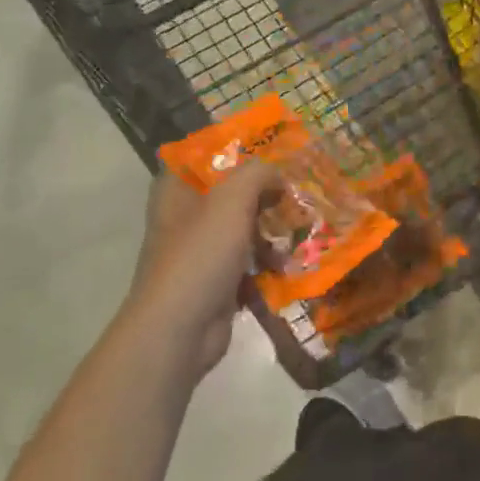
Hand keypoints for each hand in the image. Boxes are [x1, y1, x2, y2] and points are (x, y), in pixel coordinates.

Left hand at [131, 164, 281, 375]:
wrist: (179, 331)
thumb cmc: (200, 254)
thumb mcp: (232, 199)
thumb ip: (258, 174)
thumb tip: (278, 176)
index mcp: (176, 191)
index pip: (204, 156)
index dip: (236, 149)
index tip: (271, 149)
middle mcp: (185, 217)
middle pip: (231, 192)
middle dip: (266, 192)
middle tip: (297, 189)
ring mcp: (200, 252)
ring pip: (244, 227)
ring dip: (272, 229)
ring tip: (303, 226)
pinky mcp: (216, 282)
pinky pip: (249, 262)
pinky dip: (269, 261)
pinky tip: (292, 261)